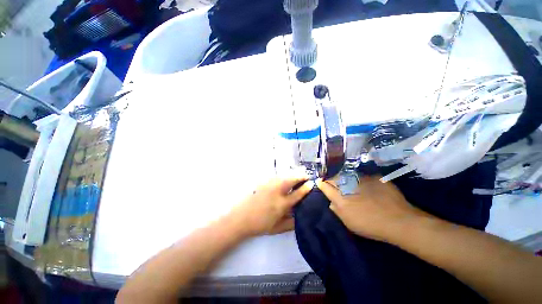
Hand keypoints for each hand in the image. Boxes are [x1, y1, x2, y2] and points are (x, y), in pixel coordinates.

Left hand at [229, 173, 313, 236]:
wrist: (242, 218)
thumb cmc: (260, 225)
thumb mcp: (278, 228)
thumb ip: (291, 223)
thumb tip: (301, 217)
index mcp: (282, 204)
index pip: (297, 194)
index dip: (306, 188)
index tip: (312, 183)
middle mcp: (277, 192)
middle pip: (291, 180)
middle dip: (300, 176)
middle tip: (306, 176)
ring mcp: (269, 186)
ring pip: (284, 176)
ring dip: (293, 175)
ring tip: (298, 175)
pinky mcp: (263, 183)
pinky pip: (276, 177)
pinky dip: (284, 176)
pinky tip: (285, 178)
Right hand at [316, 176, 429, 241]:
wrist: (399, 221)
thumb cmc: (371, 225)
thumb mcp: (349, 223)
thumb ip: (337, 211)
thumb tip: (331, 202)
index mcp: (340, 197)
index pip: (325, 186)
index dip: (322, 183)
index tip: (320, 182)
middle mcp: (348, 185)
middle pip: (334, 178)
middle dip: (331, 179)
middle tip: (332, 181)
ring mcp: (361, 180)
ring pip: (347, 175)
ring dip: (345, 178)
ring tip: (348, 182)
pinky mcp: (374, 177)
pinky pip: (363, 176)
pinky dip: (361, 179)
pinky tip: (365, 185)